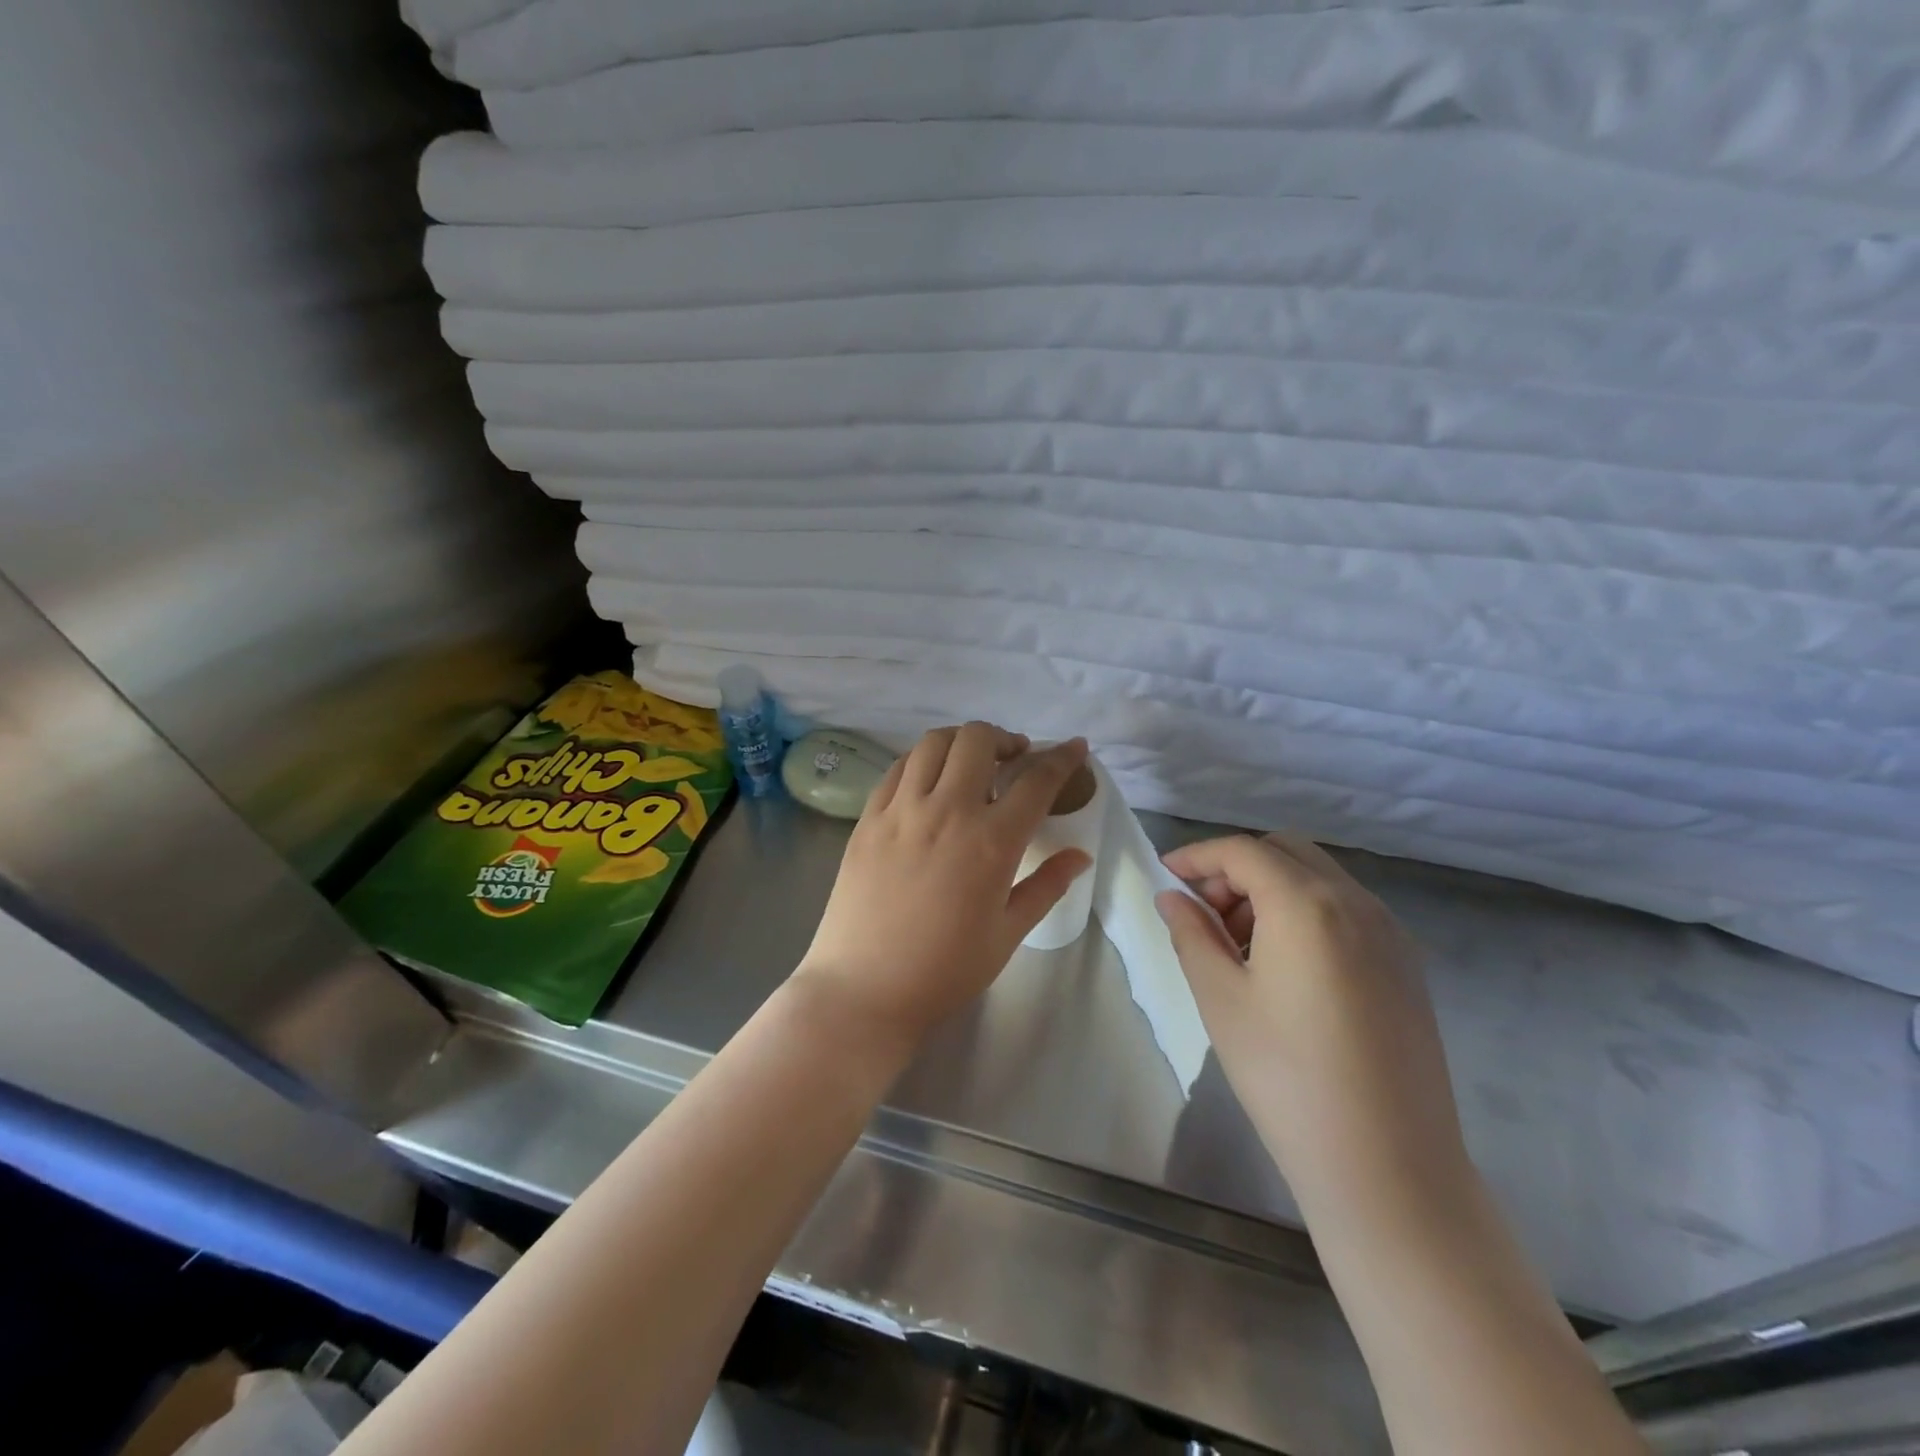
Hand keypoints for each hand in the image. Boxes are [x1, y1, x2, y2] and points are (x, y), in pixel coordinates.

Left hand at [795, 724, 1092, 1053]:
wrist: (863, 989)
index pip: (1036, 780)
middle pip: (978, 739)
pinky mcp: (868, 817)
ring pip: (933, 743)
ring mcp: (901, 809)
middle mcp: (946, 811)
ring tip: (970, 763)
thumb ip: (1046, 886)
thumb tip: (1080, 855)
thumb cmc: (944, 970)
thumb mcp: (1007, 933)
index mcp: (991, 841)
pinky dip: (921, 761)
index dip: (1062, 757)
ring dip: (961, 742)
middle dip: (1004, 739)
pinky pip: (898, 768)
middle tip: (1013, 759)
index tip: (1074, 747)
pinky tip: (928, 781)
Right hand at [1156, 835, 1471, 1207]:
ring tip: (1238, 945)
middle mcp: (1355, 903)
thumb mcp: (1221, 999)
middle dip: (1235, 868)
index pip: (1242, 851)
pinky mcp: (1406, 964)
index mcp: (1307, 904)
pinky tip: (1284, 965)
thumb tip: (1172, 897)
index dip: (1197, 856)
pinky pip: (1346, 909)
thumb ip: (1191, 933)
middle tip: (1202, 912)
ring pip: (1318, 878)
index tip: (1166, 877)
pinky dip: (1305, 911)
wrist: (1387, 1166)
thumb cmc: (1287, 1077)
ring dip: (1270, 888)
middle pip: (1285, 851)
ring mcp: (1389, 933)